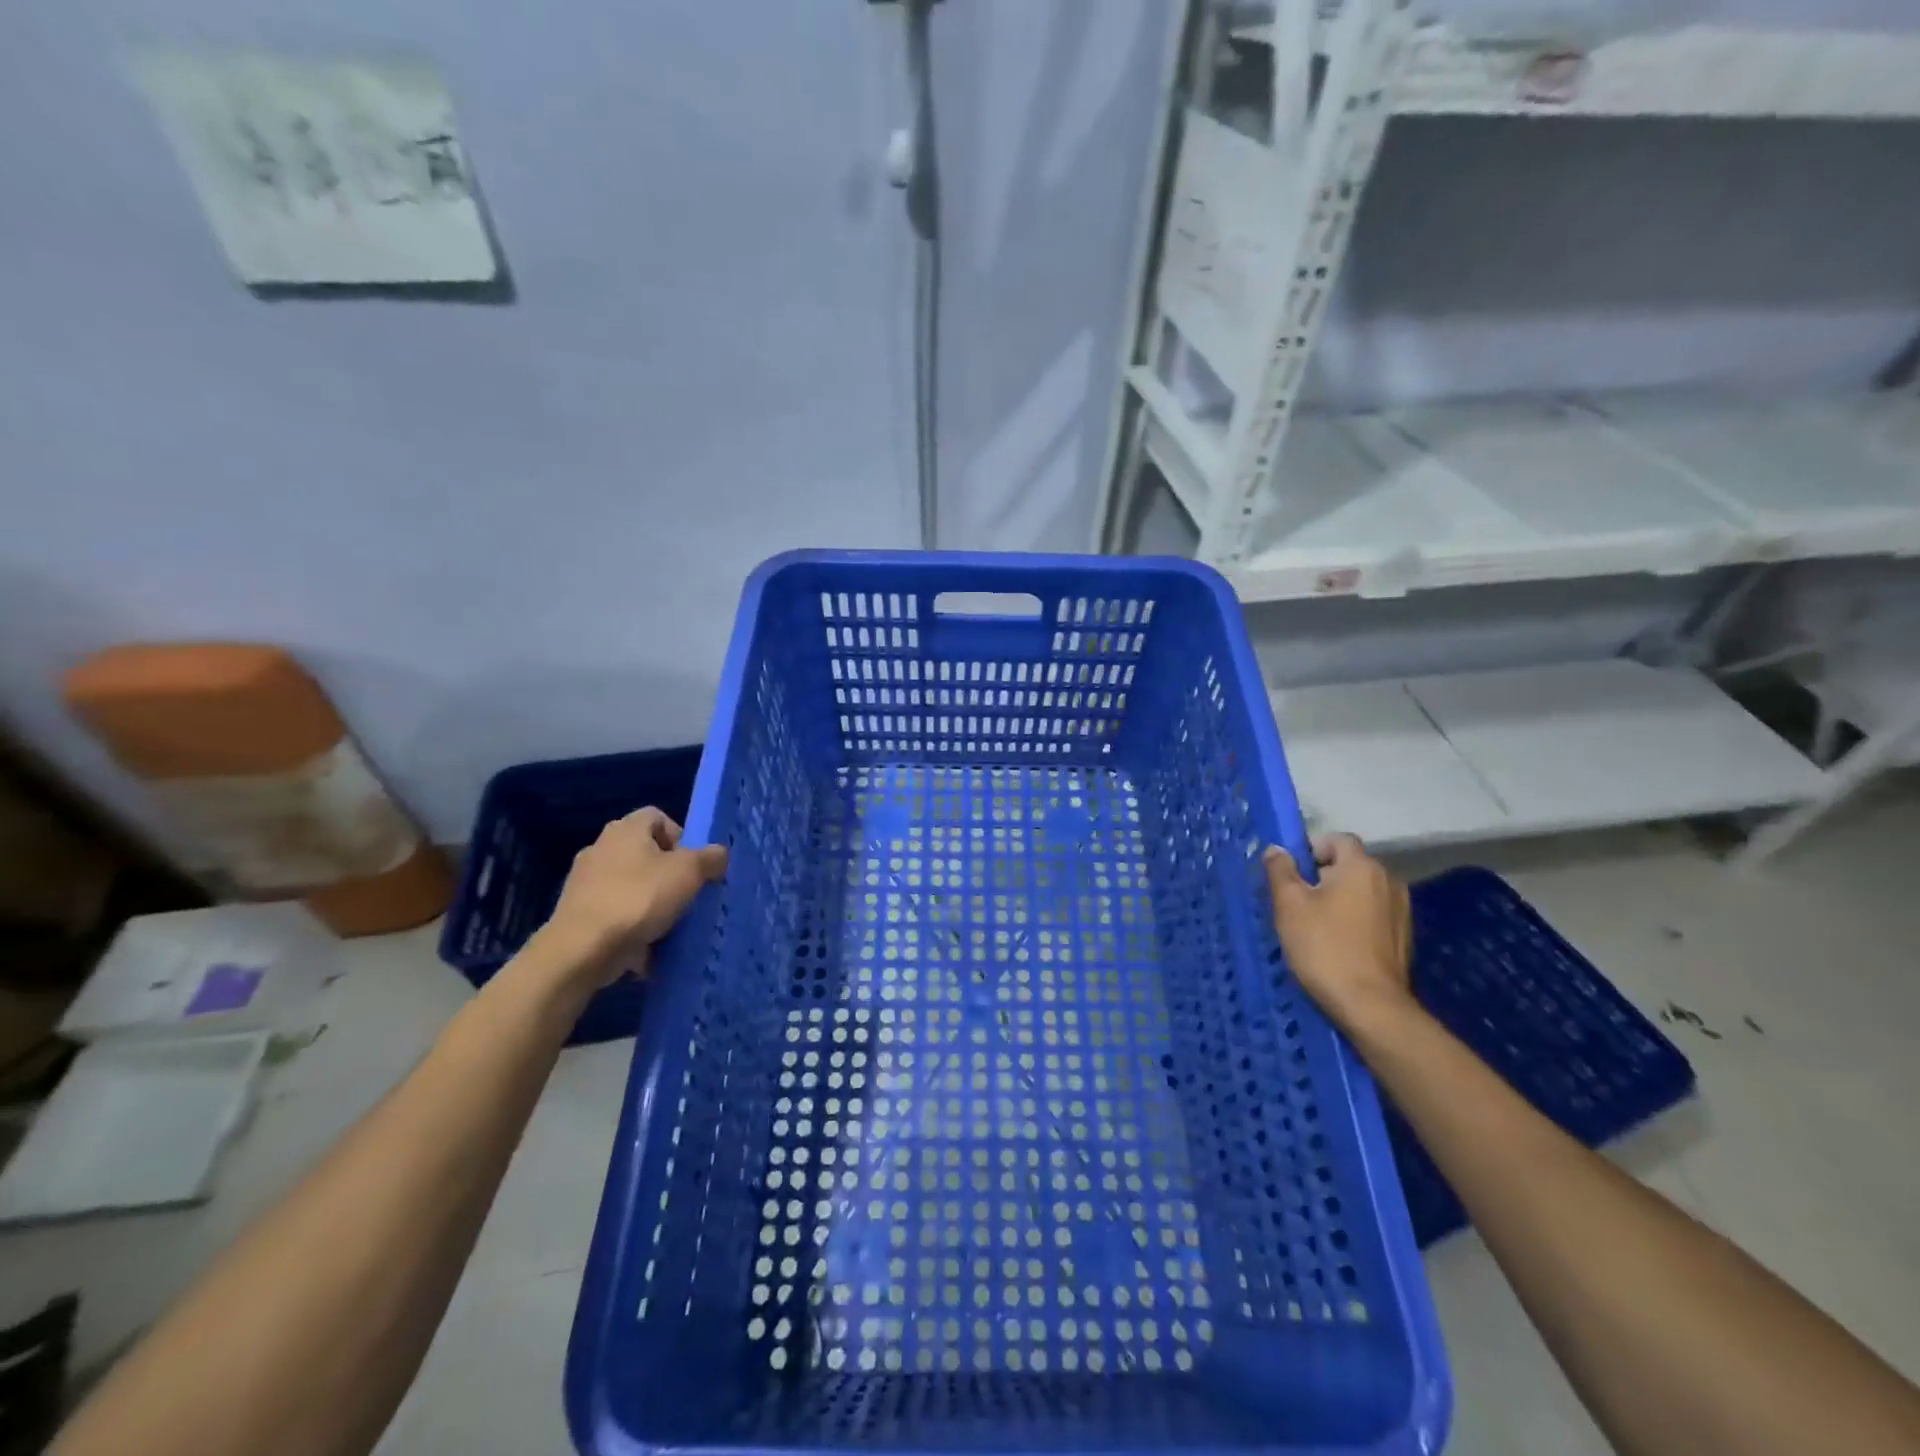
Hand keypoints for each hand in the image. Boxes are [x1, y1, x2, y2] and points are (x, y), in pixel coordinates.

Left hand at [541, 808, 726, 979]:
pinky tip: (646, 949)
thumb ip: (710, 859)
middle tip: (685, 894)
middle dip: (668, 874)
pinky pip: (615, 914)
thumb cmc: (639, 898)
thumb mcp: (689, 873)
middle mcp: (601, 847)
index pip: (658, 816)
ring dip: (651, 902)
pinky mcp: (577, 913)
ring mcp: (585, 881)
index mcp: (626, 829)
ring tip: (669, 926)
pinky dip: (631, 927)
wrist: (582, 949)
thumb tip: (718, 854)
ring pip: (630, 885)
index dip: (680, 836)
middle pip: (644, 853)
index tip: (693, 864)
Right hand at [1264, 834, 1412, 1034]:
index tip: (1291, 874)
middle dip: (1323, 876)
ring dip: (1340, 899)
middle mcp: (1388, 880)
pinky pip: (1373, 914)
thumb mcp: (1290, 905)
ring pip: (1362, 891)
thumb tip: (1277, 849)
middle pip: (1350, 865)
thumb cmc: (1324, 947)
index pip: (1337, 839)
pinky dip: (1355, 920)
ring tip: (1316, 925)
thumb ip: (1281, 871)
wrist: (1371, 1006)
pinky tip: (1338, 944)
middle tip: (1296, 902)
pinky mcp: (1405, 937)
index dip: (1311, 849)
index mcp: (1362, 867)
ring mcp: (1401, 910)